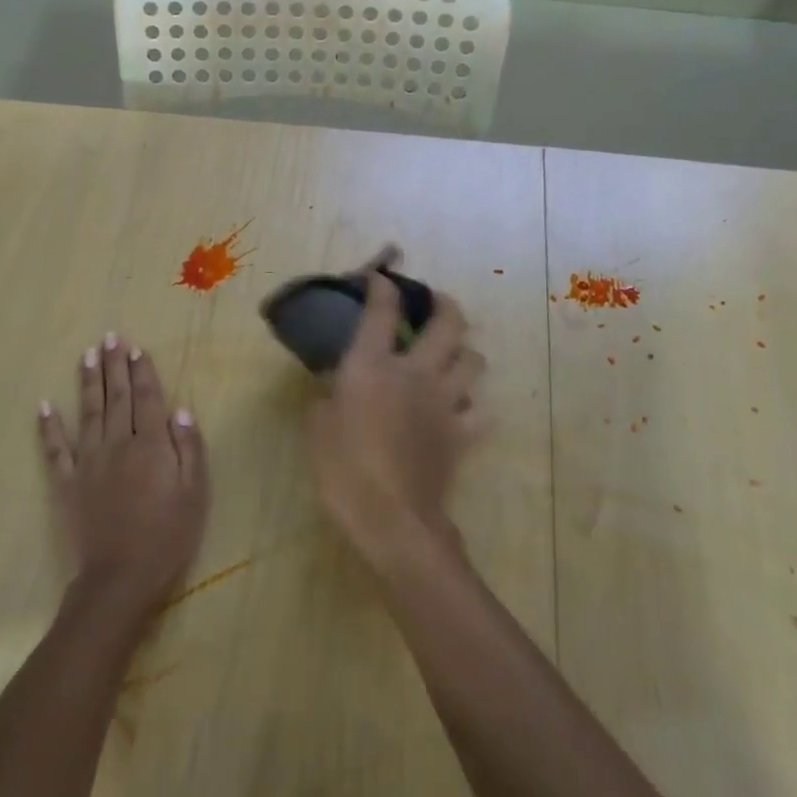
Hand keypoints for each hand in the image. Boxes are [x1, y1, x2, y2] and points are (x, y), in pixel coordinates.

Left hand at [38, 334, 209, 614]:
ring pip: (88, 413)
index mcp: (151, 445)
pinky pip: (56, 449)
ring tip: (87, 354)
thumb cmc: (167, 537)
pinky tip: (44, 405)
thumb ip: (188, 449)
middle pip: (117, 397)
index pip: (148, 399)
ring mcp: (88, 462)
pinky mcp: (67, 483)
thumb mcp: (194, 494)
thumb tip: (180, 409)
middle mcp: (117, 444)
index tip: (137, 348)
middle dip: (115, 366)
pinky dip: (49, 427)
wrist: (120, 578)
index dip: (143, 372)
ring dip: (87, 382)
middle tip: (110, 337)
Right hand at [305, 264, 484, 572]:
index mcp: (373, 365)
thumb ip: (326, 396)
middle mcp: (415, 373)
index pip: (382, 309)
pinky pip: (479, 412)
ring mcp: (445, 403)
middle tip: (434, 303)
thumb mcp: (317, 426)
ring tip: (451, 356)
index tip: (380, 278)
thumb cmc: (342, 469)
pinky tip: (459, 410)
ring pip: (474, 361)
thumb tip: (335, 385)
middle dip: (444, 303)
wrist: (391, 518)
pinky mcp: (462, 435)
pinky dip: (472, 407)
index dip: (383, 285)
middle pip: (448, 322)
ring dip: (465, 352)